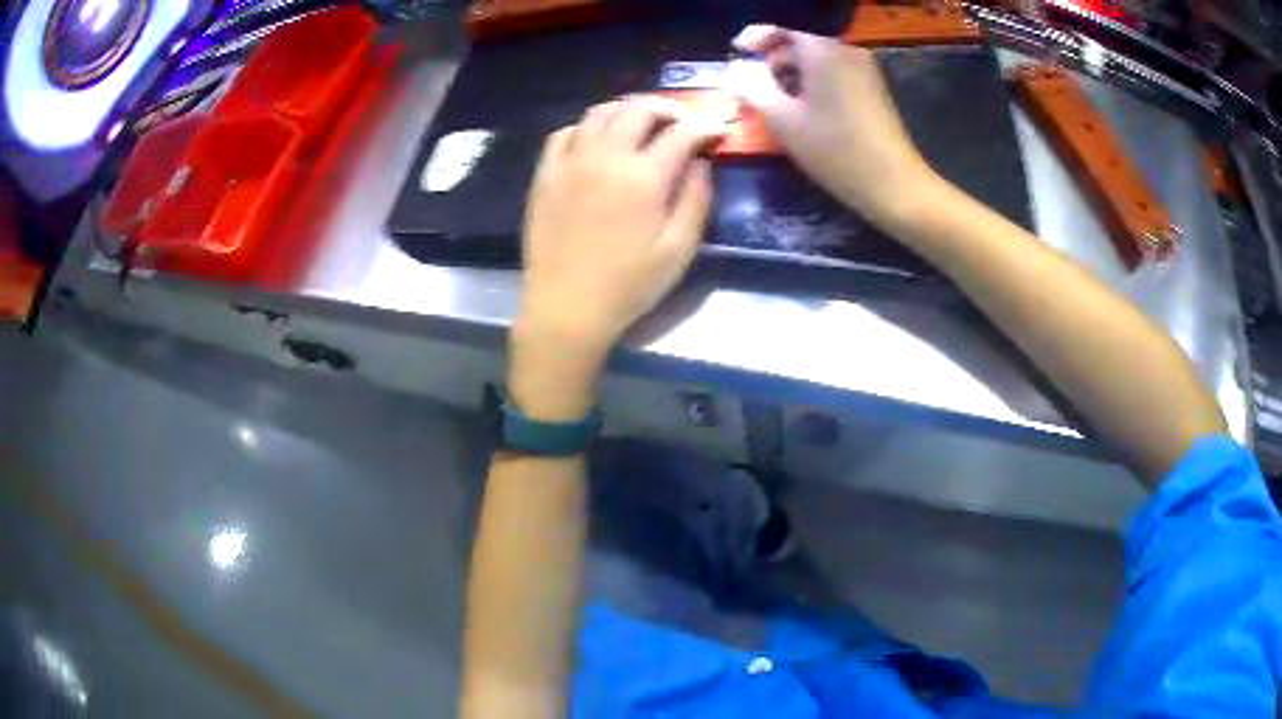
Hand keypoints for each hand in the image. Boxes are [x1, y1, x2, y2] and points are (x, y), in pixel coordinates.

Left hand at [512, 99, 720, 418]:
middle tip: (684, 121)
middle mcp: (605, 156)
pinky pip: (564, 133)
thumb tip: (700, 162)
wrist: (566, 308)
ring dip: (628, 109)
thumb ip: (696, 199)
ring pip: (600, 112)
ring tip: (643, 122)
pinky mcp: (545, 174)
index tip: (719, 132)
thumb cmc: (628, 286)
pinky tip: (597, 140)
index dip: (706, 126)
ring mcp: (570, 162)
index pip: (681, 132)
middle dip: (669, 108)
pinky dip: (586, 127)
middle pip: (639, 109)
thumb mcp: (678, 250)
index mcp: (643, 176)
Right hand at [729, 24, 938, 228]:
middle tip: (752, 89)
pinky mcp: (872, 89)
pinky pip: (833, 74)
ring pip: (816, 61)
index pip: (781, 29)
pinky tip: (804, 112)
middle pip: (799, 44)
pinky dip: (813, 84)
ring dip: (791, 76)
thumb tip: (732, 71)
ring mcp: (863, 69)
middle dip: (772, 62)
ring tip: (775, 105)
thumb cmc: (835, 150)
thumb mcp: (783, 120)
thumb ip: (751, 88)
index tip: (735, 54)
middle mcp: (845, 51)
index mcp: (823, 50)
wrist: (893, 184)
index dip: (755, 38)